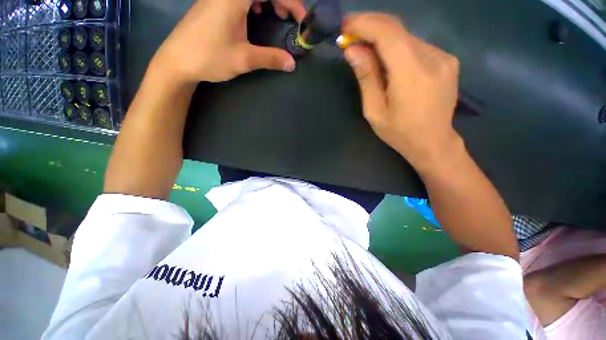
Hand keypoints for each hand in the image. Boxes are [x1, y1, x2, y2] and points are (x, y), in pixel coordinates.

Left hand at [150, 0, 306, 83]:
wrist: (177, 61)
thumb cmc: (210, 57)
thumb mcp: (244, 59)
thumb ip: (271, 58)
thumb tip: (292, 64)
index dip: (291, 1)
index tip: (302, 19)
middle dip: (282, 0)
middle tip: (290, 18)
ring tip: (277, 15)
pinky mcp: (214, 2)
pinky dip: (254, 1)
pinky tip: (256, 13)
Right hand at [342, 13, 460, 169]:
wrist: (434, 142)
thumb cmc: (399, 133)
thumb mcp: (375, 111)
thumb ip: (366, 78)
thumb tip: (352, 50)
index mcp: (412, 75)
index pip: (388, 34)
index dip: (364, 24)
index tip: (345, 25)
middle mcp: (433, 58)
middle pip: (398, 29)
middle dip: (370, 27)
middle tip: (350, 34)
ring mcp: (444, 57)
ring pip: (406, 36)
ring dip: (383, 38)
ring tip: (365, 50)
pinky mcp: (447, 59)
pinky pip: (416, 45)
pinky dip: (397, 46)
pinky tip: (387, 60)